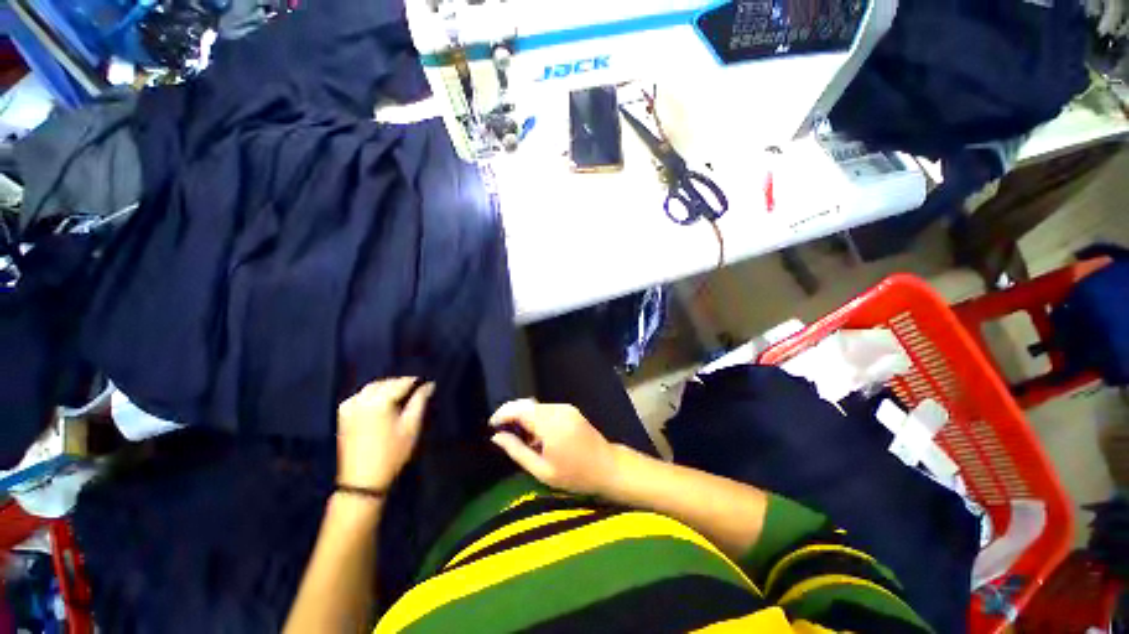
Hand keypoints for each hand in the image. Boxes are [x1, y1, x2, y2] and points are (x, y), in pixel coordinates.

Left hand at [336, 378, 433, 490]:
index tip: (426, 383)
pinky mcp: (343, 415)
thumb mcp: (411, 427)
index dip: (415, 381)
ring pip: (371, 387)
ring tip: (400, 395)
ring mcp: (350, 407)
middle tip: (415, 389)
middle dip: (400, 383)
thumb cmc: (392, 453)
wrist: (362, 480)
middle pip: (385, 383)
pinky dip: (372, 394)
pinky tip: (381, 401)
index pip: (401, 383)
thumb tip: (429, 385)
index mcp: (379, 401)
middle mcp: (362, 399)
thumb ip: (419, 401)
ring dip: (386, 387)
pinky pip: (360, 395)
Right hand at [489, 399, 618, 495]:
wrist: (607, 467)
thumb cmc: (575, 475)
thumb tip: (496, 437)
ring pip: (536, 406)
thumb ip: (517, 451)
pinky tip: (538, 436)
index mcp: (550, 424)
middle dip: (512, 415)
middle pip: (527, 404)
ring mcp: (566, 408)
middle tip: (504, 434)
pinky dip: (537, 418)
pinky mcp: (570, 409)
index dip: (503, 414)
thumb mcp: (542, 470)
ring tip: (524, 440)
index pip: (520, 409)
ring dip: (525, 417)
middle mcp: (558, 410)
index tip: (492, 426)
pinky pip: (546, 409)